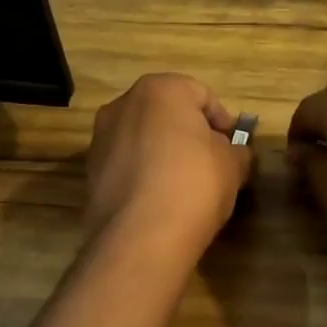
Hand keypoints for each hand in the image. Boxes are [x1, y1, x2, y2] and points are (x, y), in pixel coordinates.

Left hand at [85, 73, 255, 258]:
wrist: (141, 236)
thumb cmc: (194, 183)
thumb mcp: (233, 164)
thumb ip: (236, 150)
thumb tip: (232, 153)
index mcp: (160, 90)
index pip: (201, 95)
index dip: (222, 121)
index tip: (233, 147)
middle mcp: (124, 104)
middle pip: (167, 113)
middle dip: (189, 133)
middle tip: (211, 162)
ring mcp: (101, 137)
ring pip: (143, 138)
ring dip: (163, 153)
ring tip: (184, 184)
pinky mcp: (90, 171)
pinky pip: (127, 164)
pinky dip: (143, 174)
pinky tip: (160, 199)